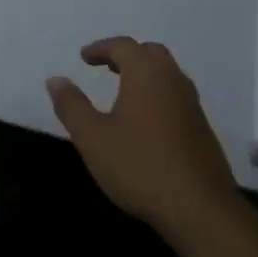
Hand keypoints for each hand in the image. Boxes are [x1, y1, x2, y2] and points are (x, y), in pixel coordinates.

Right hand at [46, 37, 241, 240]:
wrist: (201, 210)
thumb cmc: (140, 167)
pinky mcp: (202, 129)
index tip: (84, 58)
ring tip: (123, 91)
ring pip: (167, 75)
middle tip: (106, 67)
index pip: (123, 46)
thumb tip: (55, 79)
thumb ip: (72, 105)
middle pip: (150, 54)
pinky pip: (176, 96)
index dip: (101, 48)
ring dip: (144, 74)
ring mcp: (192, 105)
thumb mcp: (93, 138)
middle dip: (126, 56)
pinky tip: (145, 121)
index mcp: (147, 74)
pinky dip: (157, 94)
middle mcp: (173, 80)